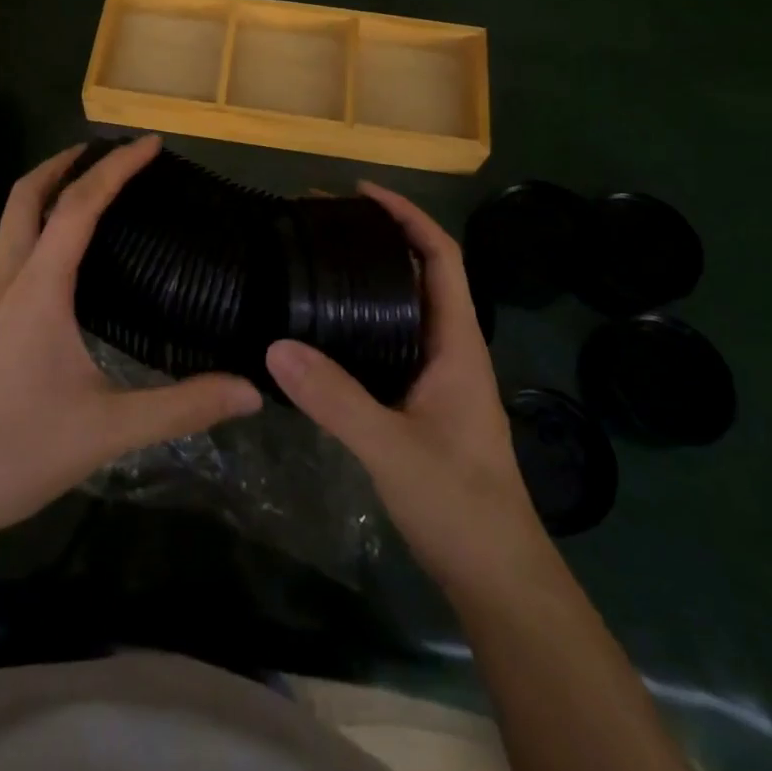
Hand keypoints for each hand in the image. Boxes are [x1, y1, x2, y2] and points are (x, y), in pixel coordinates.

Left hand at [0, 135, 262, 549]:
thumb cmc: (15, 450)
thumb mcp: (108, 429)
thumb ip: (181, 407)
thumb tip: (249, 390)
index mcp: (39, 286)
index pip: (79, 205)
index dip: (116, 167)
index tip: (151, 144)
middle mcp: (9, 278)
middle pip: (27, 195)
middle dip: (66, 162)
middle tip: (110, 152)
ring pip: (13, 220)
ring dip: (49, 191)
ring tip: (93, 191)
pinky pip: (12, 250)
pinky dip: (39, 226)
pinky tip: (65, 260)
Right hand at [266, 183, 540, 592]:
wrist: (495, 576)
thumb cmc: (459, 504)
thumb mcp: (392, 449)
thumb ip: (336, 400)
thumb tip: (276, 345)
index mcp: (457, 342)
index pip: (441, 257)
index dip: (408, 216)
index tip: (361, 194)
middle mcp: (450, 347)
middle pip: (420, 272)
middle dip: (379, 237)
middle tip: (322, 222)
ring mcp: (436, 375)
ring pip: (403, 306)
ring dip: (369, 275)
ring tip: (317, 258)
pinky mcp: (419, 399)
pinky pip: (389, 338)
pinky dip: (360, 316)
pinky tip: (322, 326)